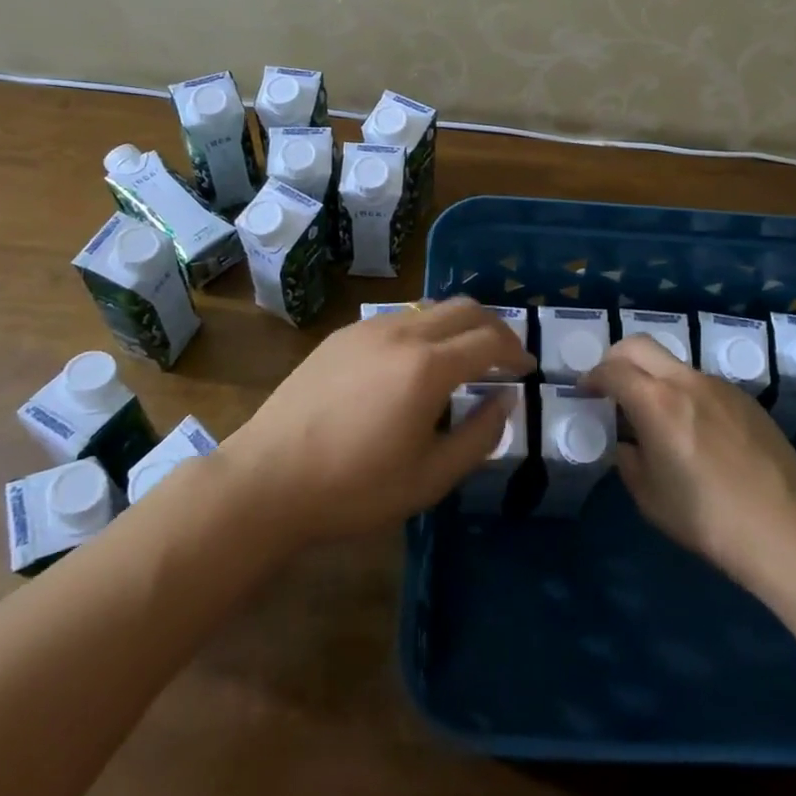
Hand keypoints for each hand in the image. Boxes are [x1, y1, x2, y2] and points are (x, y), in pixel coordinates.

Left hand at [218, 298, 534, 546]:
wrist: (268, 478)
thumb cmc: (354, 487)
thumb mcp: (430, 478)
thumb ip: (479, 435)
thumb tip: (504, 400)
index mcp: (429, 366)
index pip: (490, 339)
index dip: (516, 351)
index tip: (526, 370)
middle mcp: (403, 332)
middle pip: (465, 308)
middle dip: (493, 328)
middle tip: (503, 358)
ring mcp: (369, 328)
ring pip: (431, 308)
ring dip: (458, 326)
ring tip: (462, 360)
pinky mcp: (343, 335)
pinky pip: (399, 318)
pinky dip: (424, 330)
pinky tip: (413, 364)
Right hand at [584, 335, 795, 583]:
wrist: (787, 528)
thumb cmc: (708, 518)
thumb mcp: (650, 498)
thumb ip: (630, 461)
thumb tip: (629, 444)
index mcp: (655, 402)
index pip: (612, 369)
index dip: (592, 377)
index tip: (585, 391)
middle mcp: (685, 381)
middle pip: (640, 345)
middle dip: (617, 358)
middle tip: (611, 385)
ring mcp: (719, 386)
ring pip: (674, 365)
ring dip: (654, 377)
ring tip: (657, 416)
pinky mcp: (745, 399)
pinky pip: (703, 384)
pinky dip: (685, 394)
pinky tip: (697, 433)